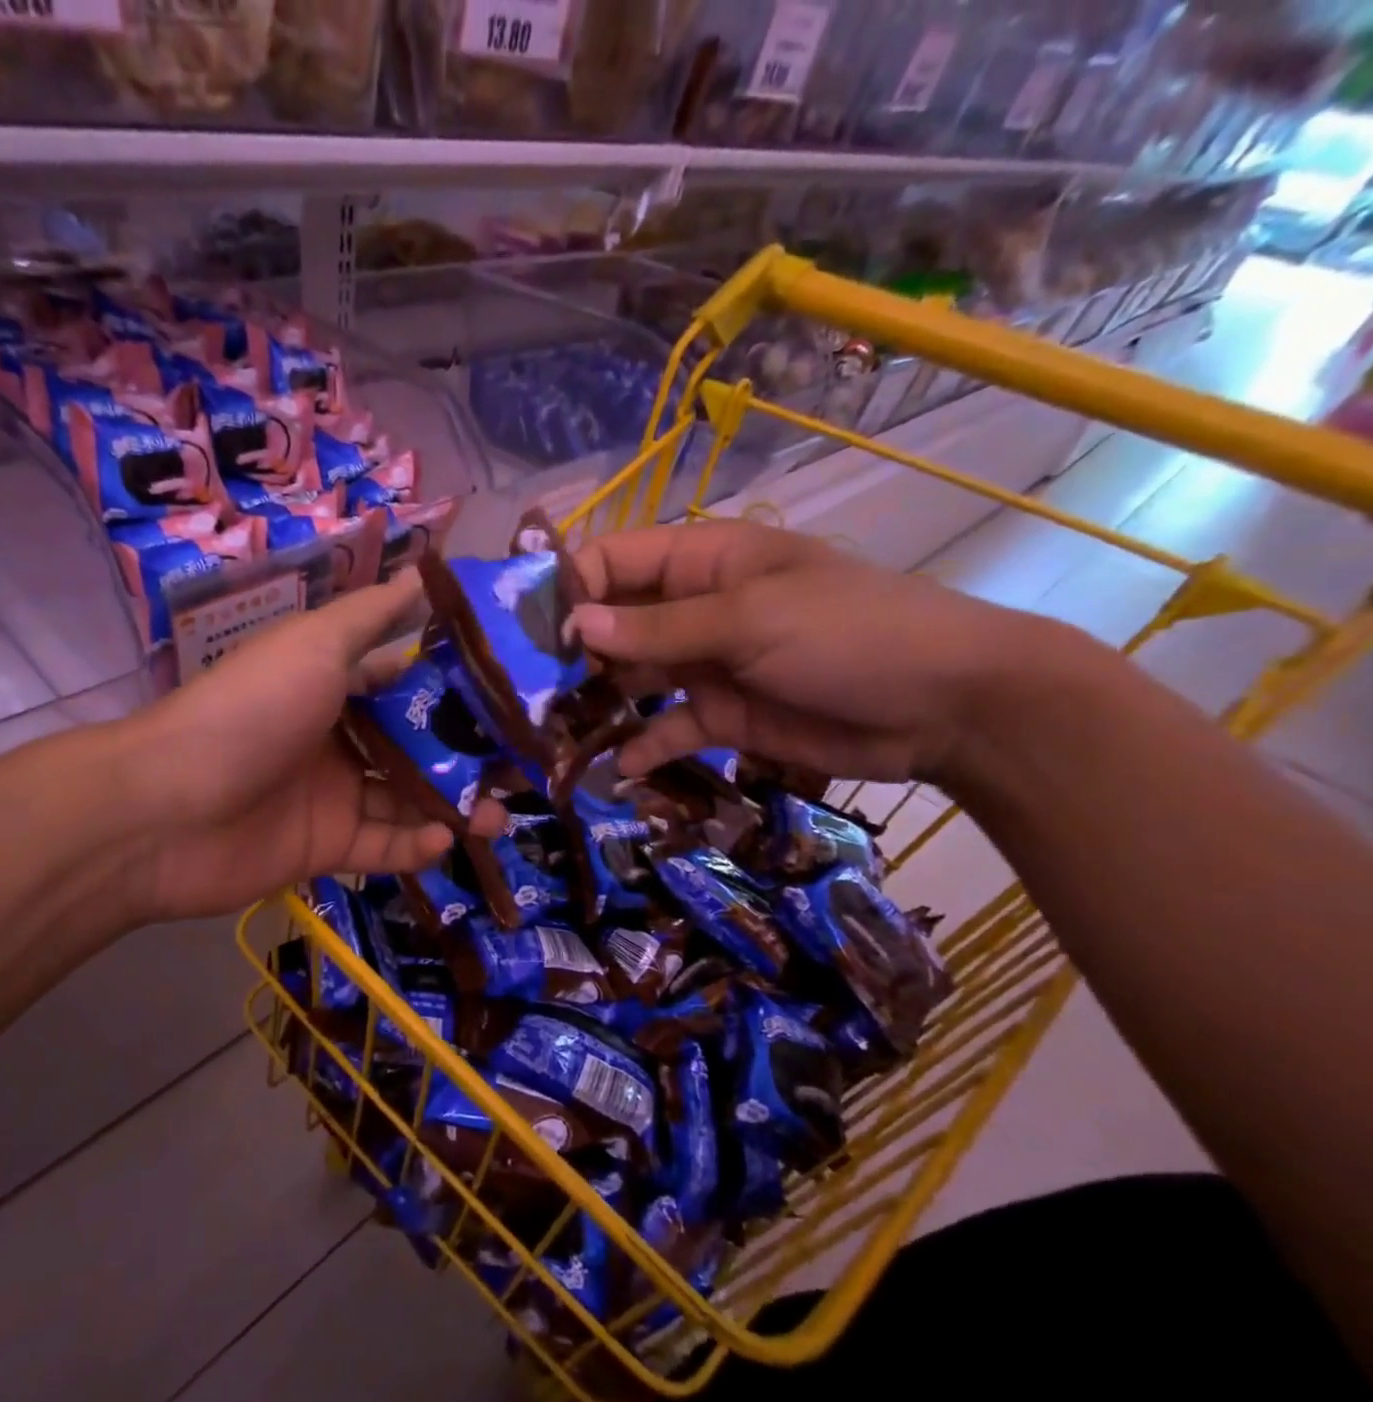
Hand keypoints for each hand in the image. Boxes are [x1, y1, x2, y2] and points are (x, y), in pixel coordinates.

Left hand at [116, 571, 504, 921]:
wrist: (167, 809)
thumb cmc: (251, 710)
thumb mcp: (314, 644)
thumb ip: (372, 615)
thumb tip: (423, 571)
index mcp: (330, 684)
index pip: (402, 678)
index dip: (453, 682)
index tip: (510, 688)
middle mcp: (334, 736)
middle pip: (413, 743)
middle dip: (465, 752)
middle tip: (522, 761)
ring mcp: (330, 795)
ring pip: (405, 798)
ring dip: (454, 803)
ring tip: (502, 812)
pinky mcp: (323, 848)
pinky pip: (380, 845)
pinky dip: (414, 846)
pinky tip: (447, 840)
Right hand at [567, 522, 1048, 786]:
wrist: (946, 706)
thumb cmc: (847, 634)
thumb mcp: (748, 620)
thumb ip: (657, 630)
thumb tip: (574, 627)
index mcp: (701, 562)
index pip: (611, 561)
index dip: (566, 589)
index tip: (525, 633)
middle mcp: (692, 609)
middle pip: (612, 624)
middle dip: (570, 654)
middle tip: (524, 694)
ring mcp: (704, 664)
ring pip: (630, 680)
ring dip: (595, 704)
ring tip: (551, 735)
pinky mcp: (720, 715)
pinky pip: (666, 728)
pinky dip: (641, 747)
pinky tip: (615, 770)